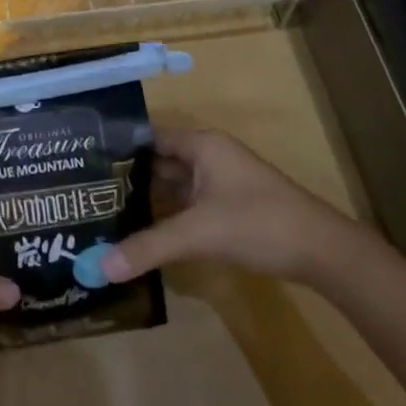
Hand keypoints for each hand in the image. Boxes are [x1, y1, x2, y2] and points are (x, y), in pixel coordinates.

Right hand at [101, 129, 358, 287]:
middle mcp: (208, 157)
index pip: (148, 137)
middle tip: (84, 195)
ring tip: (102, 215)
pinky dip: (165, 216)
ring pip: (172, 186)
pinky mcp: (227, 208)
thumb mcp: (199, 233)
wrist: (322, 251)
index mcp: (201, 145)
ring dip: (145, 200)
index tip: (83, 165)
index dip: (118, 148)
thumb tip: (98, 268)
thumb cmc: (258, 223)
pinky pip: (186, 205)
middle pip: (158, 162)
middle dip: (126, 178)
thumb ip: (148, 247)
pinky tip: (140, 234)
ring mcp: (219, 183)